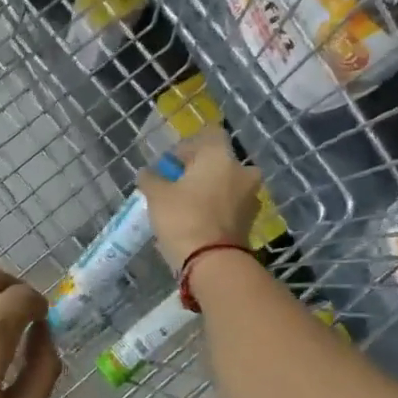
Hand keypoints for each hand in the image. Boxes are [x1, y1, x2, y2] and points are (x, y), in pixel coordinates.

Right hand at [140, 128, 263, 270]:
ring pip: (227, 185)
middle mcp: (242, 171)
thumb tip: (147, 172)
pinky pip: (231, 207)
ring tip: (187, 207)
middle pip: (220, 162)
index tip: (172, 164)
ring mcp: (250, 197)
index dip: (189, 146)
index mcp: (221, 156)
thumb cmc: (183, 218)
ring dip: (210, 191)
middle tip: (178, 185)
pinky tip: (199, 222)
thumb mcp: (157, 196)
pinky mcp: (250, 222)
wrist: (213, 262)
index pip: (209, 135)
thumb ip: (151, 179)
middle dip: (201, 170)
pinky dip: (218, 210)